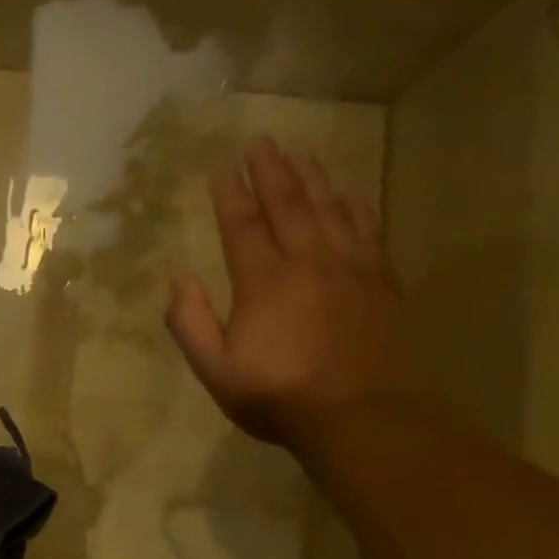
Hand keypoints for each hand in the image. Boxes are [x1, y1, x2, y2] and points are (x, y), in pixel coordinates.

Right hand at [166, 137, 425, 451]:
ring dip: (312, 177)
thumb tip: (179, 278)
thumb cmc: (277, 395)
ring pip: (330, 208)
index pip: (243, 225)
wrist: (360, 417)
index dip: (230, 194)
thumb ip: (191, 322)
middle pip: (288, 204)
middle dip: (271, 171)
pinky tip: (347, 191)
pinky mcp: (379, 281)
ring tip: (299, 152)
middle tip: (260, 142)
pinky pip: (367, 228)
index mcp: (264, 282)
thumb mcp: (214, 369)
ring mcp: (350, 268)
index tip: (221, 167)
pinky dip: (354, 204)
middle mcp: (308, 262)